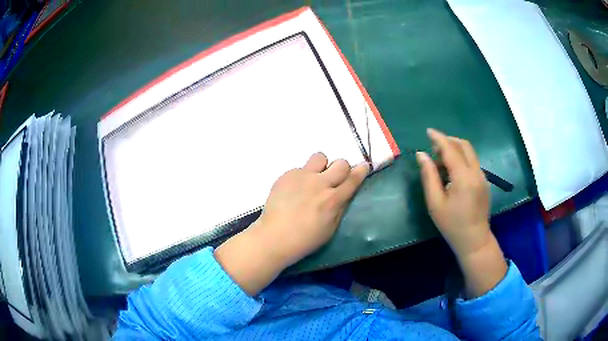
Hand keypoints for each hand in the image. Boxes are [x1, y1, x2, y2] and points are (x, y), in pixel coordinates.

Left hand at [252, 152, 369, 266]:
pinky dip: (301, 177)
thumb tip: (344, 193)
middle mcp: (320, 183)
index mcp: (333, 199)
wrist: (275, 236)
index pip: (353, 178)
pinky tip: (294, 190)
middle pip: (340, 163)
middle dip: (342, 168)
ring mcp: (302, 176)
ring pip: (320, 157)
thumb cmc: (306, 239)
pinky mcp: (287, 175)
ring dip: (321, 166)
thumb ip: (340, 207)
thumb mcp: (331, 227)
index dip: (361, 170)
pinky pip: (300, 168)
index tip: (364, 166)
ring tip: (313, 179)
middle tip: (334, 179)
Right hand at [417, 128, 506, 297]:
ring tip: (440, 163)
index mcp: (463, 177)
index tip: (428, 131)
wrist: (474, 240)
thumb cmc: (452, 224)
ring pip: (469, 152)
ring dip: (455, 150)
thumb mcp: (435, 203)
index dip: (439, 138)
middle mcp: (476, 172)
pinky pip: (472, 162)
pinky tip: (452, 173)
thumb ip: (429, 176)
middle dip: (448, 141)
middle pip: (464, 145)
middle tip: (433, 149)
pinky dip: (461, 159)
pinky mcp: (484, 181)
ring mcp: (483, 176)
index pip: (450, 149)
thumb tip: (421, 155)